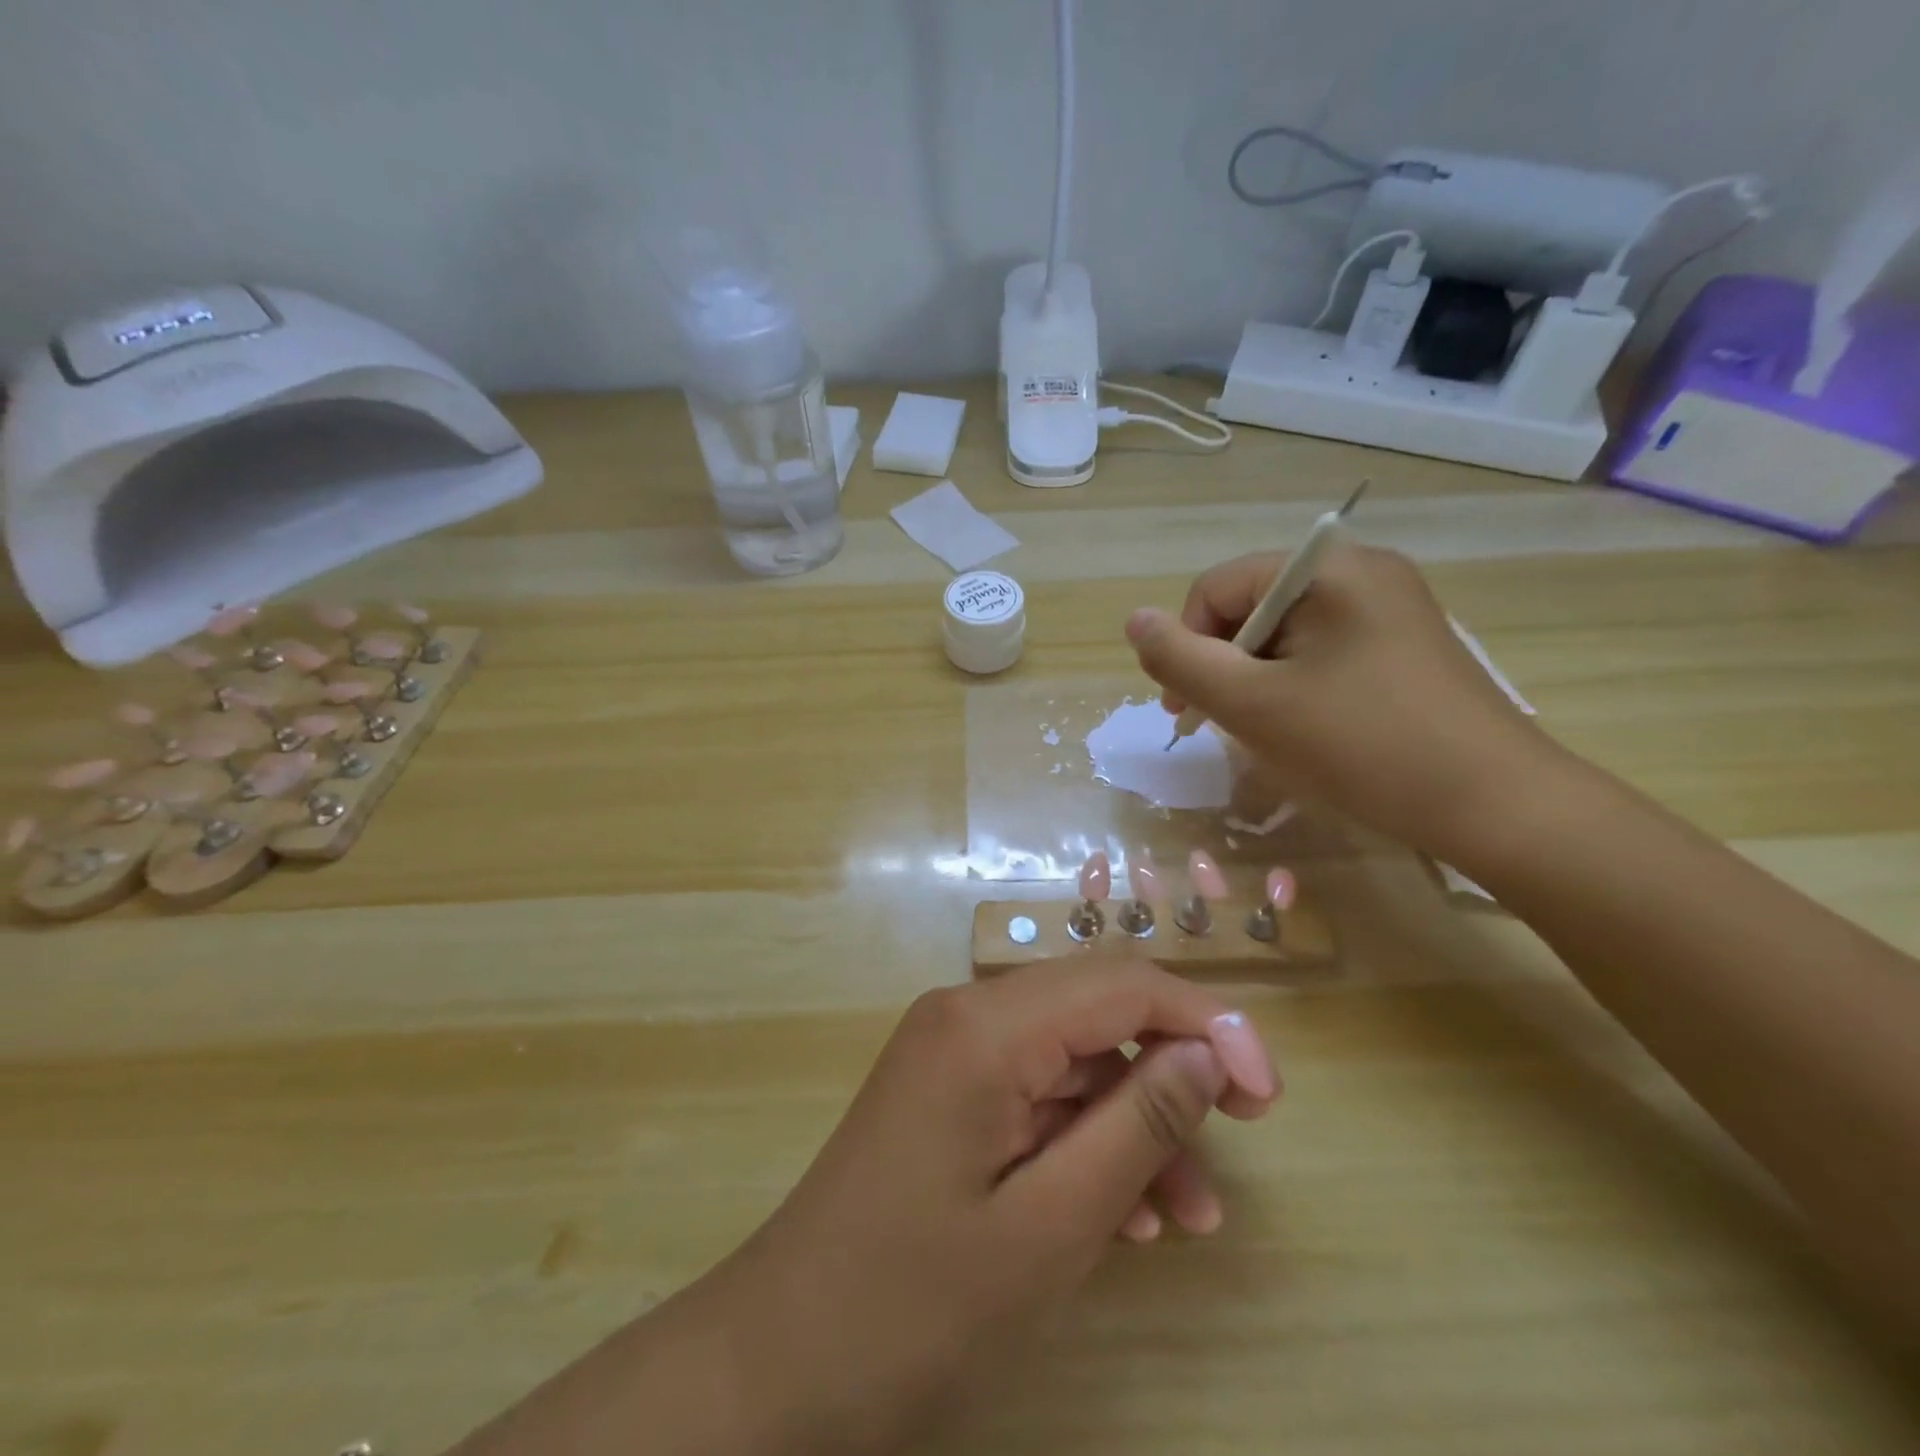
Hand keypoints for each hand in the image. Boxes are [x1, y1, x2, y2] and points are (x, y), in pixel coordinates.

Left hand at [712, 961, 1278, 1453]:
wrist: (779, 1362)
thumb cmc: (914, 1304)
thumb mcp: (1049, 1227)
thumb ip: (1135, 1128)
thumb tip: (1208, 1055)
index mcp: (984, 1026)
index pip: (1120, 983)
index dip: (1206, 1022)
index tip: (1268, 1092)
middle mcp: (966, 1014)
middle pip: (1096, 1010)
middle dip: (1174, 1065)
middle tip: (1243, 1132)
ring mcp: (951, 1052)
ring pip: (1071, 1058)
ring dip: (1135, 1119)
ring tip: (1189, 1213)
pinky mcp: (946, 1091)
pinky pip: (1035, 1093)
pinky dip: (1085, 1138)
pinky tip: (1123, 1213)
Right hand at [1126, 540, 1551, 861]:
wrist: (1496, 807)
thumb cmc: (1364, 746)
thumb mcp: (1254, 705)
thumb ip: (1182, 660)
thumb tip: (1134, 620)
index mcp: (1328, 568)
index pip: (1218, 587)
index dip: (1188, 644)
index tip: (1184, 708)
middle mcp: (1363, 572)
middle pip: (1252, 607)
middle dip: (1223, 666)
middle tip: (1220, 726)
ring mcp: (1390, 609)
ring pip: (1284, 635)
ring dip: (1255, 681)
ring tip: (1264, 734)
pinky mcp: (1404, 646)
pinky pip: (1322, 652)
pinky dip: (1295, 687)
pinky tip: (1305, 730)